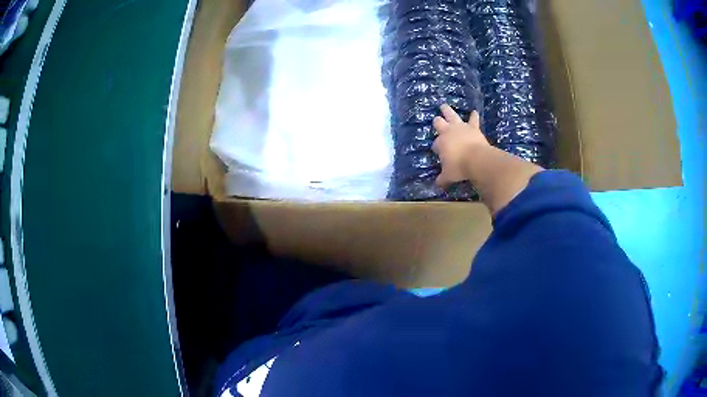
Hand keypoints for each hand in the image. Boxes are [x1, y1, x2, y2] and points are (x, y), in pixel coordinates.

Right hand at [432, 104, 489, 187]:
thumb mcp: (448, 176)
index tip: (439, 153)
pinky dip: (473, 116)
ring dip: (447, 110)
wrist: (477, 160)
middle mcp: (448, 132)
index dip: (437, 148)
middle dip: (437, 122)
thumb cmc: (459, 168)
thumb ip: (442, 179)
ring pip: (451, 115)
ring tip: (444, 106)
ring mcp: (460, 128)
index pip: (435, 144)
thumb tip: (437, 185)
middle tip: (436, 120)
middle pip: (439, 123)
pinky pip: (473, 120)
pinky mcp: (473, 127)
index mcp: (440, 143)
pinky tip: (474, 112)